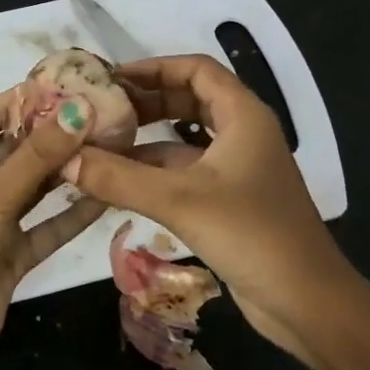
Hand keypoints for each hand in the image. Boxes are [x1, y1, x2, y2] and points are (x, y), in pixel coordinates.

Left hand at [0, 92, 106, 369]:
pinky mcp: (12, 255)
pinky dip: (71, 215)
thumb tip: (80, 108)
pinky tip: (104, 196)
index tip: (60, 87)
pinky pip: (46, 227)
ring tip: (107, 147)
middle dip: (49, 136)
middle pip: (12, 153)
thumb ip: (37, 155)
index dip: (16, 101)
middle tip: (96, 115)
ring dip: (64, 173)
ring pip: (33, 190)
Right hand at [68, 55, 354, 363]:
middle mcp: (243, 134)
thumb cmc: (251, 235)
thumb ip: (118, 178)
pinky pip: (186, 174)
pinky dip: (154, 174)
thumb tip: (64, 159)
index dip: (153, 68)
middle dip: (145, 103)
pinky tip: (118, 185)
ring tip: (98, 146)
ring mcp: (238, 170)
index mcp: (243, 116)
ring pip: (185, 141)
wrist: (306, 301)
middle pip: (189, 101)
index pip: (195, 70)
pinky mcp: (230, 202)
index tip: (110, 79)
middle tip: (98, 112)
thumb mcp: (179, 200)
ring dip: (146, 142)